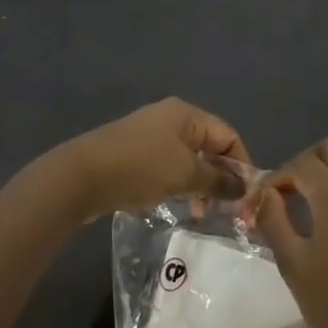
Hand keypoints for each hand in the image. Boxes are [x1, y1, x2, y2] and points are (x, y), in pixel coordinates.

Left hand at [50, 98, 250, 221]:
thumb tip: (245, 187)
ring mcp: (149, 136)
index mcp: (186, 114)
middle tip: (227, 210)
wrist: (80, 176)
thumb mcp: (185, 174)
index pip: (228, 135)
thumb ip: (219, 180)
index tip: (247, 198)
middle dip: (221, 177)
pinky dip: (179, 185)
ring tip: (200, 213)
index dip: (242, 165)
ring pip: (188, 160)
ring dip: (200, 185)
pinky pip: (168, 168)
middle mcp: (170, 119)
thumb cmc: (140, 167)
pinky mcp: (134, 155)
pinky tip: (177, 206)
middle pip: (209, 146)